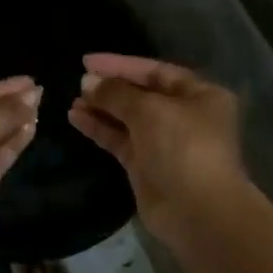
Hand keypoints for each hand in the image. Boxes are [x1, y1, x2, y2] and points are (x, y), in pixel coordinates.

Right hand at [68, 53, 246, 241]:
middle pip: (141, 94)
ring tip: (72, 100)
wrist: (197, 210)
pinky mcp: (146, 165)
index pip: (155, 70)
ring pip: (127, 118)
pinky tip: (76, 118)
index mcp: (199, 95)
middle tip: (78, 82)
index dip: (121, 65)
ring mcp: (165, 142)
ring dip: (101, 108)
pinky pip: (119, 139)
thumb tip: (87, 82)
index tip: (87, 61)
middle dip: (110, 88)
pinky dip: (100, 128)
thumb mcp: (149, 110)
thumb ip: (116, 93)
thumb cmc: (182, 146)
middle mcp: (184, 116)